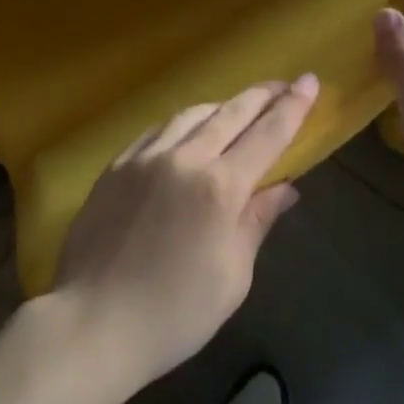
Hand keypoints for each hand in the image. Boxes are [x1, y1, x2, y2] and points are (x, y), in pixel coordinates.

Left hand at [50, 77, 317, 389]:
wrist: (94, 322)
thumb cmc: (175, 312)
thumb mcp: (232, 276)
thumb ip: (257, 222)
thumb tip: (285, 188)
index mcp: (220, 187)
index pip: (267, 134)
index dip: (293, 107)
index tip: (309, 81)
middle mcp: (184, 158)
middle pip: (231, 113)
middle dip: (262, 95)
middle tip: (283, 84)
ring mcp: (145, 157)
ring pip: (191, 114)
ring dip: (221, 106)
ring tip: (238, 108)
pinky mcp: (116, 165)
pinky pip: (157, 130)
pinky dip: (181, 123)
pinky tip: (186, 130)